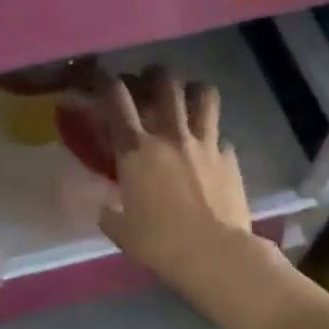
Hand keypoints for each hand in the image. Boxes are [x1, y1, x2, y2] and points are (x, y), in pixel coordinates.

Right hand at [94, 68, 270, 297]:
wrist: (214, 253)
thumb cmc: (159, 243)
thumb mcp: (120, 231)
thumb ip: (110, 212)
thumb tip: (104, 207)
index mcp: (136, 151)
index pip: (116, 99)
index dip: (104, 82)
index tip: (98, 79)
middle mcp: (171, 136)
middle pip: (164, 83)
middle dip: (153, 75)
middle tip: (147, 83)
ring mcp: (205, 143)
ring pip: (203, 95)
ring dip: (192, 91)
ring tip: (187, 99)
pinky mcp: (230, 158)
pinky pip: (221, 136)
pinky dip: (213, 138)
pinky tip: (209, 152)